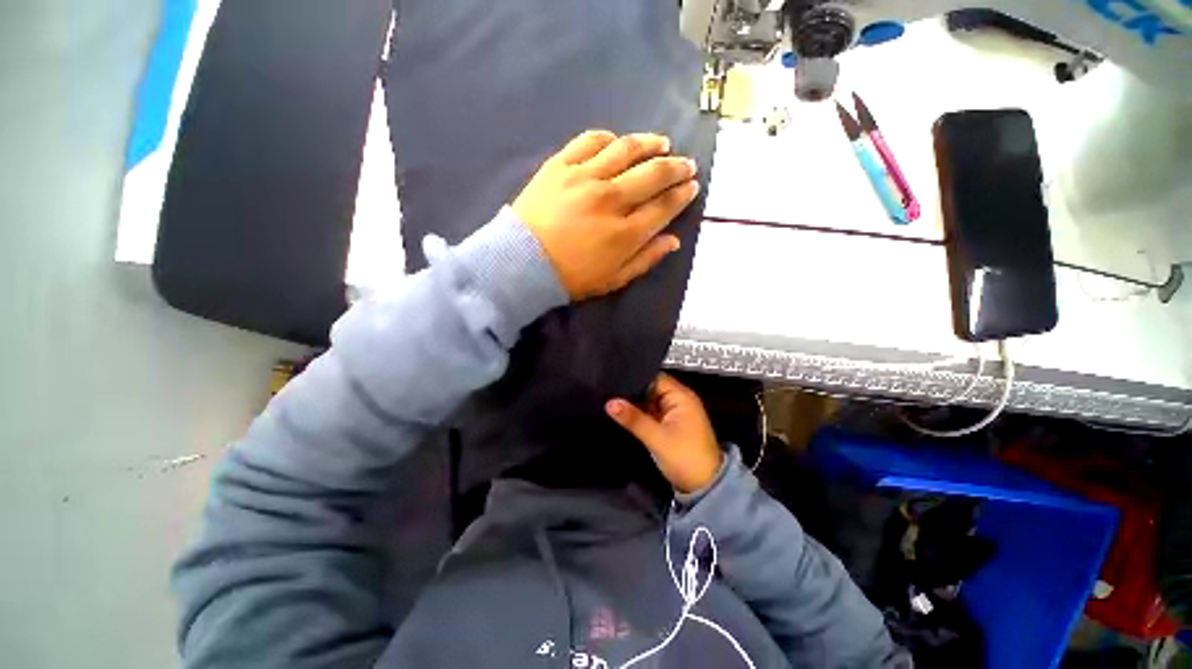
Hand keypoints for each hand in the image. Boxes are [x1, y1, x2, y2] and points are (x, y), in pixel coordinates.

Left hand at [513, 130, 699, 300]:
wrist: (522, 264)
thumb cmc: (571, 277)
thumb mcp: (614, 280)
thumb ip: (646, 259)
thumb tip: (673, 240)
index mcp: (624, 233)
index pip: (664, 206)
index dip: (682, 194)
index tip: (692, 186)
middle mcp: (610, 200)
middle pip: (653, 174)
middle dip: (676, 167)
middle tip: (686, 165)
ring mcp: (584, 178)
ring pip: (626, 150)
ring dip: (650, 144)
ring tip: (662, 143)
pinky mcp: (560, 165)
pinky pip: (590, 141)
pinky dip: (609, 138)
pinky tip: (618, 142)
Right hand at [606, 373, 722, 493]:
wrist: (704, 488)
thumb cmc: (687, 459)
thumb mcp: (657, 438)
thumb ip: (633, 419)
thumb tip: (611, 403)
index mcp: (681, 397)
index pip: (654, 378)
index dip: (635, 377)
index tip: (614, 378)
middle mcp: (677, 401)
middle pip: (649, 388)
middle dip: (631, 391)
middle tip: (608, 391)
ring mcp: (671, 413)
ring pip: (647, 401)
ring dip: (633, 403)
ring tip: (611, 400)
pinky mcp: (667, 425)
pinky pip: (649, 413)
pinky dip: (637, 414)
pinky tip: (622, 414)